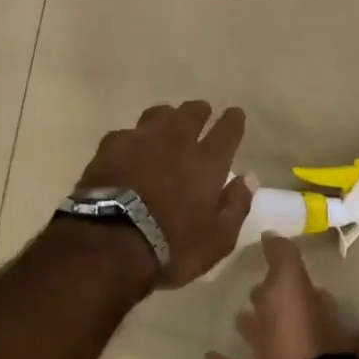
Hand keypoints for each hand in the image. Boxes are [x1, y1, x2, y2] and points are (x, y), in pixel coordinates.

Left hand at [73, 100, 255, 288]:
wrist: (110, 243)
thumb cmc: (171, 246)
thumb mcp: (217, 239)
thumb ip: (236, 205)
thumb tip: (249, 178)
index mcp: (208, 161)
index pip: (228, 128)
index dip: (234, 120)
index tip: (235, 115)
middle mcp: (177, 140)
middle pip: (193, 111)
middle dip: (201, 112)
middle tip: (202, 117)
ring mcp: (142, 138)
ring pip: (160, 113)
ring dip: (168, 117)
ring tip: (167, 126)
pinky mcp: (112, 145)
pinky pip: (128, 132)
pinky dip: (134, 138)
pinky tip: (130, 149)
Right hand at [204, 235, 357, 358]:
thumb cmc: (296, 334)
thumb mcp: (291, 282)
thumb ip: (282, 256)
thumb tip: (272, 233)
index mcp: (317, 314)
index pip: (308, 292)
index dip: (290, 280)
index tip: (270, 269)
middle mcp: (307, 343)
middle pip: (289, 320)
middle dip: (274, 305)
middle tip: (254, 291)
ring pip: (270, 347)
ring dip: (254, 332)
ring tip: (235, 317)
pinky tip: (208, 358)